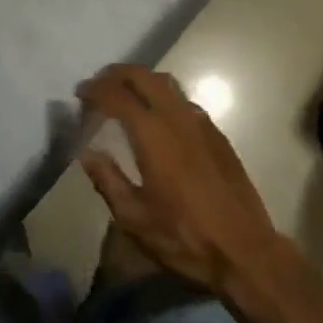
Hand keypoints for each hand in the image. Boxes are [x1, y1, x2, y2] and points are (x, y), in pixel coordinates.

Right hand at [77, 64, 289, 296]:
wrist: (243, 249)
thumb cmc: (184, 238)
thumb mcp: (136, 220)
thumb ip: (108, 181)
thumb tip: (86, 153)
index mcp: (153, 133)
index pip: (117, 95)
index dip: (95, 89)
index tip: (80, 92)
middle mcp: (176, 115)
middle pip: (143, 76)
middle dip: (117, 73)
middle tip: (99, 83)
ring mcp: (199, 120)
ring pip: (166, 82)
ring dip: (141, 79)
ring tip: (125, 92)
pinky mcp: (215, 131)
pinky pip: (183, 98)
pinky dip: (162, 95)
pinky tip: (158, 116)